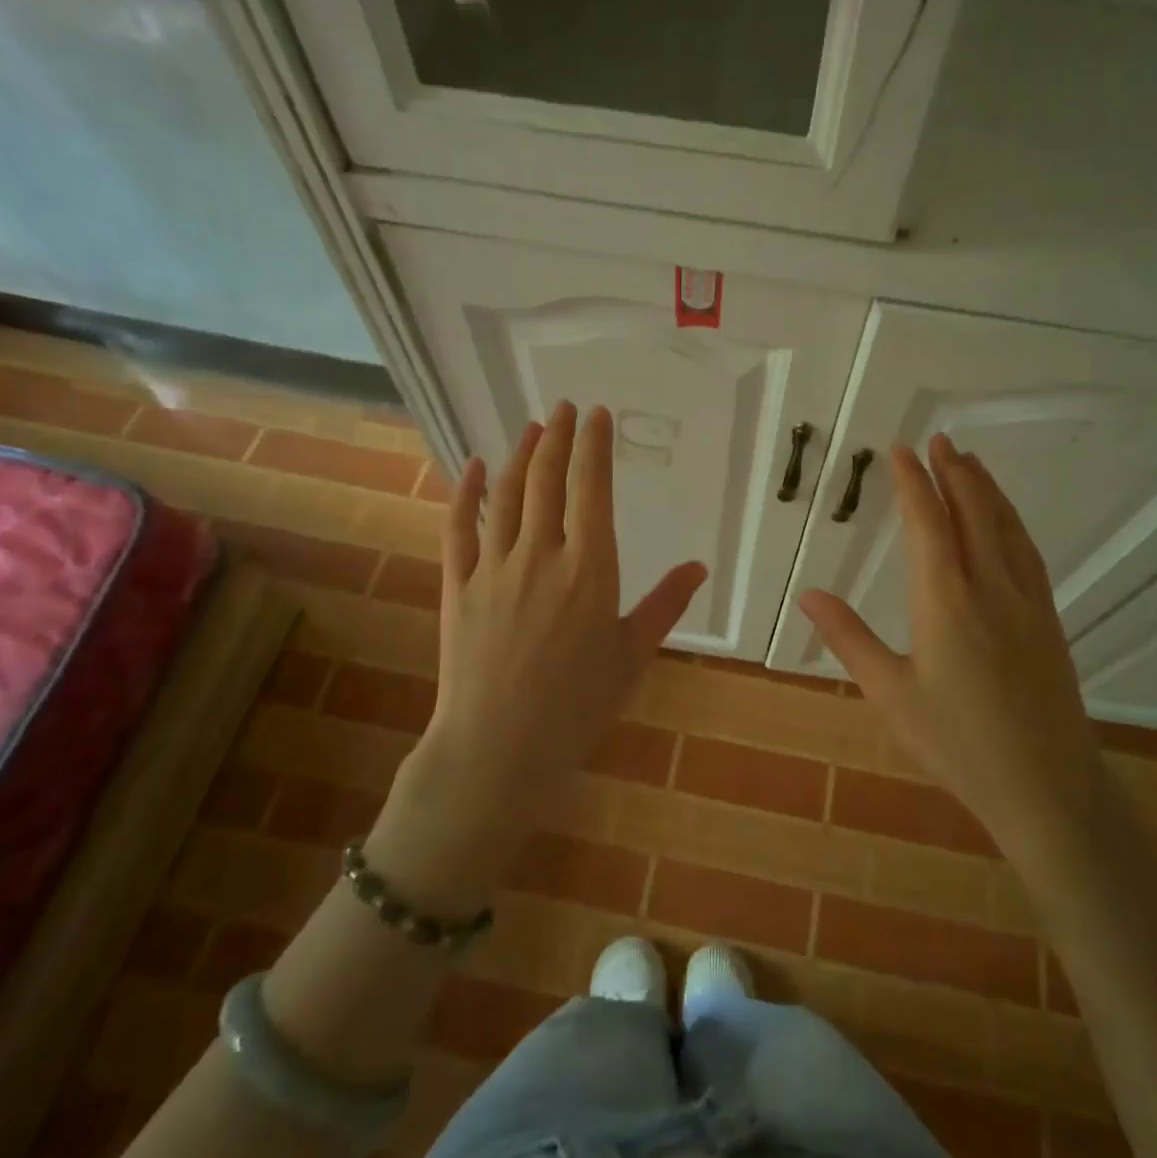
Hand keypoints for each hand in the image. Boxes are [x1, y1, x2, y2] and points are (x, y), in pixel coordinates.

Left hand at [367, 402, 706, 907]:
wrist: (500, 749)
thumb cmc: (578, 707)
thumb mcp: (633, 656)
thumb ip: (665, 605)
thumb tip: (698, 566)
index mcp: (590, 570)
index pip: (593, 490)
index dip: (595, 447)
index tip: (598, 416)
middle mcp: (541, 555)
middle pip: (548, 481)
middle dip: (559, 438)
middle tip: (566, 408)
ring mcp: (494, 568)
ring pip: (506, 496)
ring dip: (520, 456)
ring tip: (532, 428)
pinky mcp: (458, 586)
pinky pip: (458, 528)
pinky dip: (464, 493)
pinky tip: (471, 468)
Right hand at [797, 434, 1098, 849]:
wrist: (1048, 788)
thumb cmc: (958, 744)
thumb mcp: (891, 695)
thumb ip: (849, 639)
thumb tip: (808, 595)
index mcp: (946, 602)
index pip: (928, 524)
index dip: (912, 483)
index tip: (899, 450)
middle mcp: (990, 588)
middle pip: (972, 513)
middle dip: (952, 472)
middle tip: (936, 440)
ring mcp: (1026, 601)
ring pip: (1005, 527)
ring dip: (985, 488)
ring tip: (969, 461)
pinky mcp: (1048, 618)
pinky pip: (1027, 551)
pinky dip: (1011, 521)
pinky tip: (1005, 519)